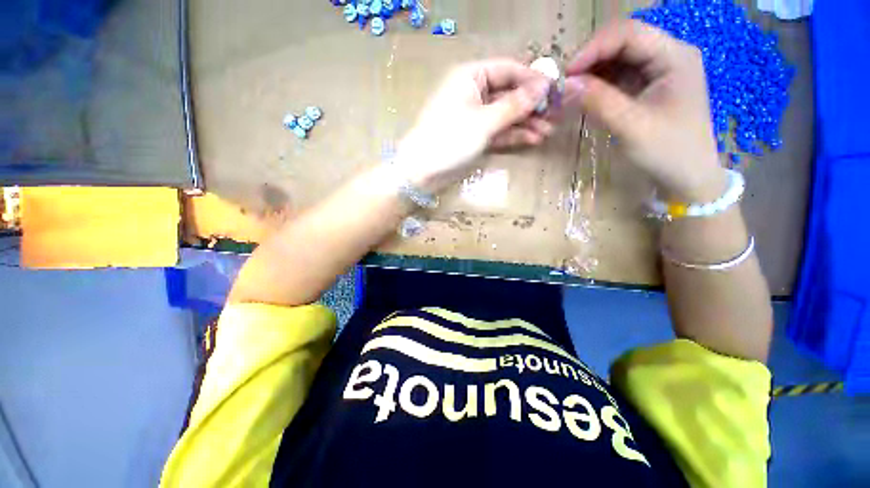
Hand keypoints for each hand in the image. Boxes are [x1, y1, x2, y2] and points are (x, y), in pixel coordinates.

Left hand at [396, 59, 552, 192]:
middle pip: (509, 94)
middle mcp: (473, 93)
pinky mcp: (474, 137)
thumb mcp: (484, 121)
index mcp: (471, 77)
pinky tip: (533, 139)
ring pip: (505, 115)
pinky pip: (498, 132)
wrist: (421, 172)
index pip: (508, 69)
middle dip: (531, 105)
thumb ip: (514, 105)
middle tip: (556, 114)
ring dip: (526, 123)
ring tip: (549, 131)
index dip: (532, 79)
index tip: (555, 90)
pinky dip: (514, 135)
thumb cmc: (449, 139)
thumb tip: (543, 87)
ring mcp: (474, 118)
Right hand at [565, 20, 725, 200]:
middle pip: (623, 43)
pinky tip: (586, 98)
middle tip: (565, 84)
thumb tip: (565, 85)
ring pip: (618, 59)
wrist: (687, 176)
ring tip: (571, 92)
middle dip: (591, 60)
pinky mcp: (649, 86)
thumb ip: (599, 102)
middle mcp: (668, 55)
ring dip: (592, 73)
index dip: (594, 48)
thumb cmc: (667, 152)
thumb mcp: (631, 126)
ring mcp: (658, 71)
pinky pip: (619, 77)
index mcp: (675, 56)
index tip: (566, 74)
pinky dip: (599, 85)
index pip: (629, 34)